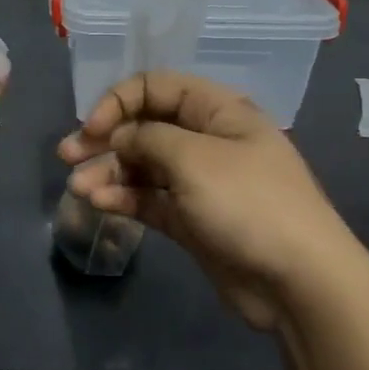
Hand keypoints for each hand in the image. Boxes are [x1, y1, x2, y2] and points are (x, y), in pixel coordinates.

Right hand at [58, 72, 362, 329]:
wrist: (300, 282)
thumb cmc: (248, 204)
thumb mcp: (193, 158)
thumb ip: (146, 138)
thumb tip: (118, 137)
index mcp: (217, 112)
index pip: (156, 87)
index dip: (119, 101)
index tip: (93, 127)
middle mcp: (206, 140)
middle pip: (144, 127)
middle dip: (104, 138)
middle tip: (68, 155)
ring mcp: (199, 182)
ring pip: (142, 166)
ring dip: (107, 172)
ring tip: (78, 189)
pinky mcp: (192, 219)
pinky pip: (149, 199)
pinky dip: (123, 198)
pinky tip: (99, 203)